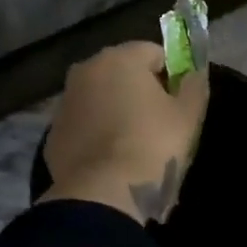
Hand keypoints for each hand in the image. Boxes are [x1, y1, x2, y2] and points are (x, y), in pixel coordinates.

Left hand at [41, 41, 209, 222]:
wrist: (103, 193)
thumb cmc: (152, 145)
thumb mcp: (188, 114)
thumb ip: (194, 84)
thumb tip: (193, 72)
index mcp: (121, 58)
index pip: (154, 53)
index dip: (171, 75)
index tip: (178, 103)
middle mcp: (86, 70)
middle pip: (123, 72)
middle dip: (140, 90)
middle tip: (158, 123)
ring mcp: (65, 102)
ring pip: (100, 97)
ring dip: (115, 110)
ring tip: (133, 144)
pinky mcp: (52, 133)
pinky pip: (83, 124)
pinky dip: (96, 133)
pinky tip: (111, 158)